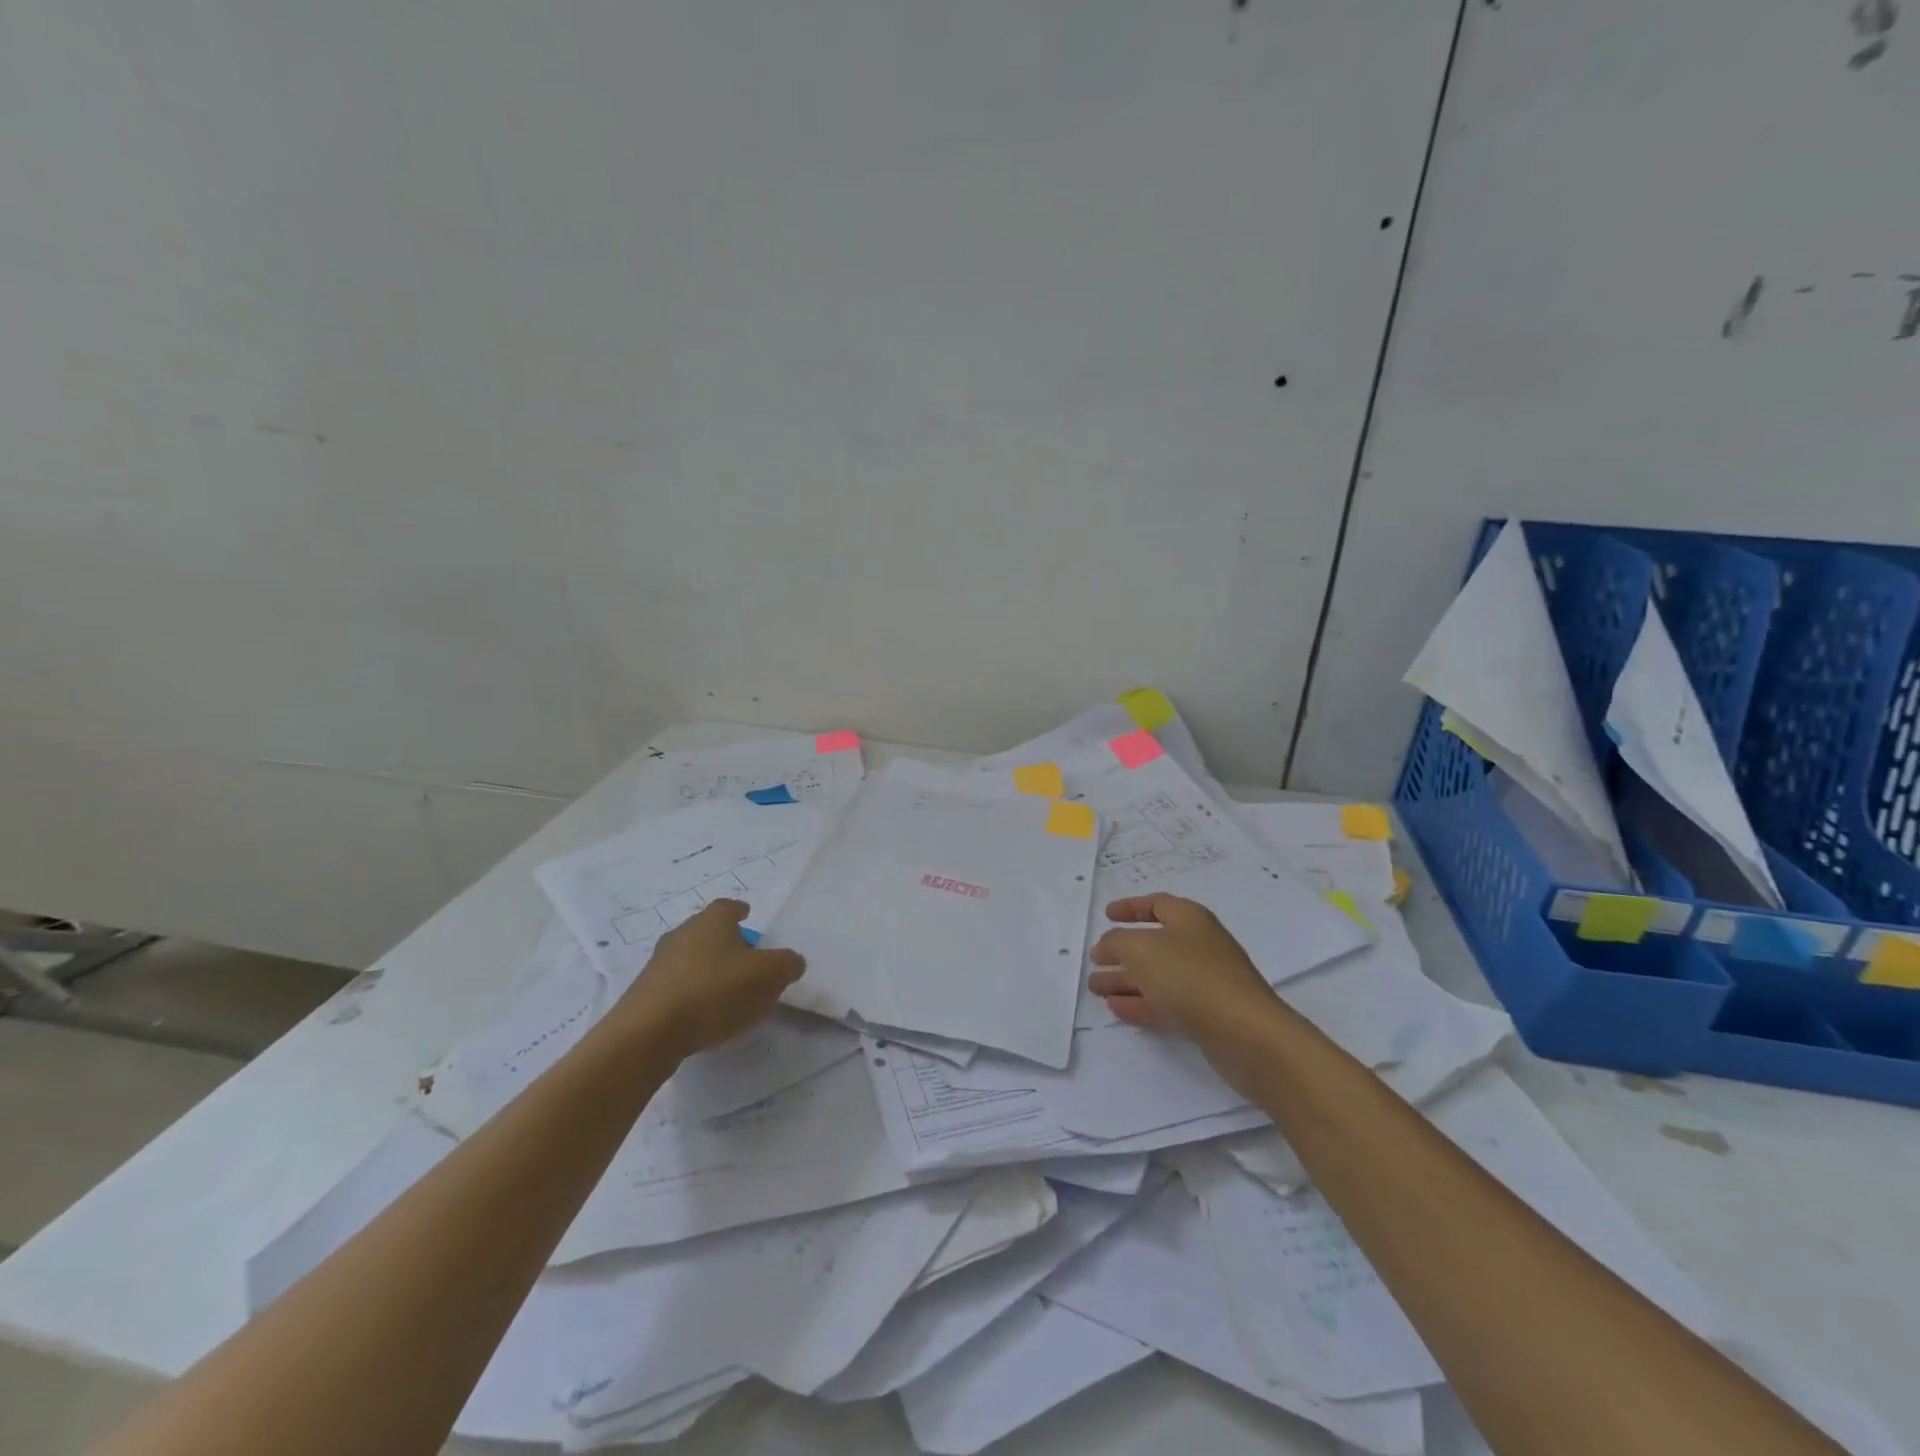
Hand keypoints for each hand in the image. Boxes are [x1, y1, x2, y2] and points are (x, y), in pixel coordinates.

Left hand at [613, 899, 805, 1057]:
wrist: (649, 1032)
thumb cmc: (715, 991)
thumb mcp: (769, 976)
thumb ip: (787, 964)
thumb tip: (792, 961)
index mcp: (712, 920)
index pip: (728, 906)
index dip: (740, 911)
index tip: (748, 915)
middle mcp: (682, 933)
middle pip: (707, 931)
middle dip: (725, 942)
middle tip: (745, 959)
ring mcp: (659, 963)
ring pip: (690, 958)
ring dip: (707, 969)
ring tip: (726, 992)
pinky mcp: (644, 994)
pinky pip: (676, 986)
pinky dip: (691, 993)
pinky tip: (703, 1015)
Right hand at [1088, 894, 1278, 1043]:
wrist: (1246, 1034)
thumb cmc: (1191, 977)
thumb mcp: (1141, 950)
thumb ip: (1116, 943)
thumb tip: (1106, 946)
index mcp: (1189, 919)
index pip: (1157, 904)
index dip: (1130, 907)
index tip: (1106, 915)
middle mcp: (1199, 946)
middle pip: (1154, 943)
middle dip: (1121, 952)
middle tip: (1094, 961)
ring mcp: (1204, 982)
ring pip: (1157, 976)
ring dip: (1125, 980)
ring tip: (1095, 988)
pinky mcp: (1206, 1015)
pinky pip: (1166, 1003)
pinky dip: (1140, 1003)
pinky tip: (1116, 1008)